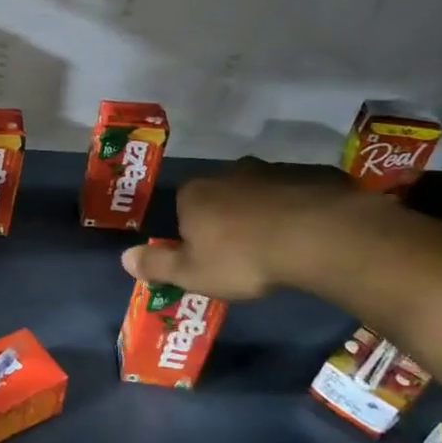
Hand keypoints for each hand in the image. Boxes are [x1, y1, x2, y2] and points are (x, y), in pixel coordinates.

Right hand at [121, 158, 365, 299]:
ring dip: (265, 210)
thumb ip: (156, 265)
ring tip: (280, 244)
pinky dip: (300, 208)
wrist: (317, 237)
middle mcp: (230, 172)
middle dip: (229, 216)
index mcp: (195, 194)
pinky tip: (310, 233)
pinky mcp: (314, 174)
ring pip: (262, 191)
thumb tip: (124, 258)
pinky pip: (299, 192)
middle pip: (222, 195)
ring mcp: (274, 169)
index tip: (208, 254)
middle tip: (244, 250)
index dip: (193, 230)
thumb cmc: (243, 258)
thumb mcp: (191, 274)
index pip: (183, 207)